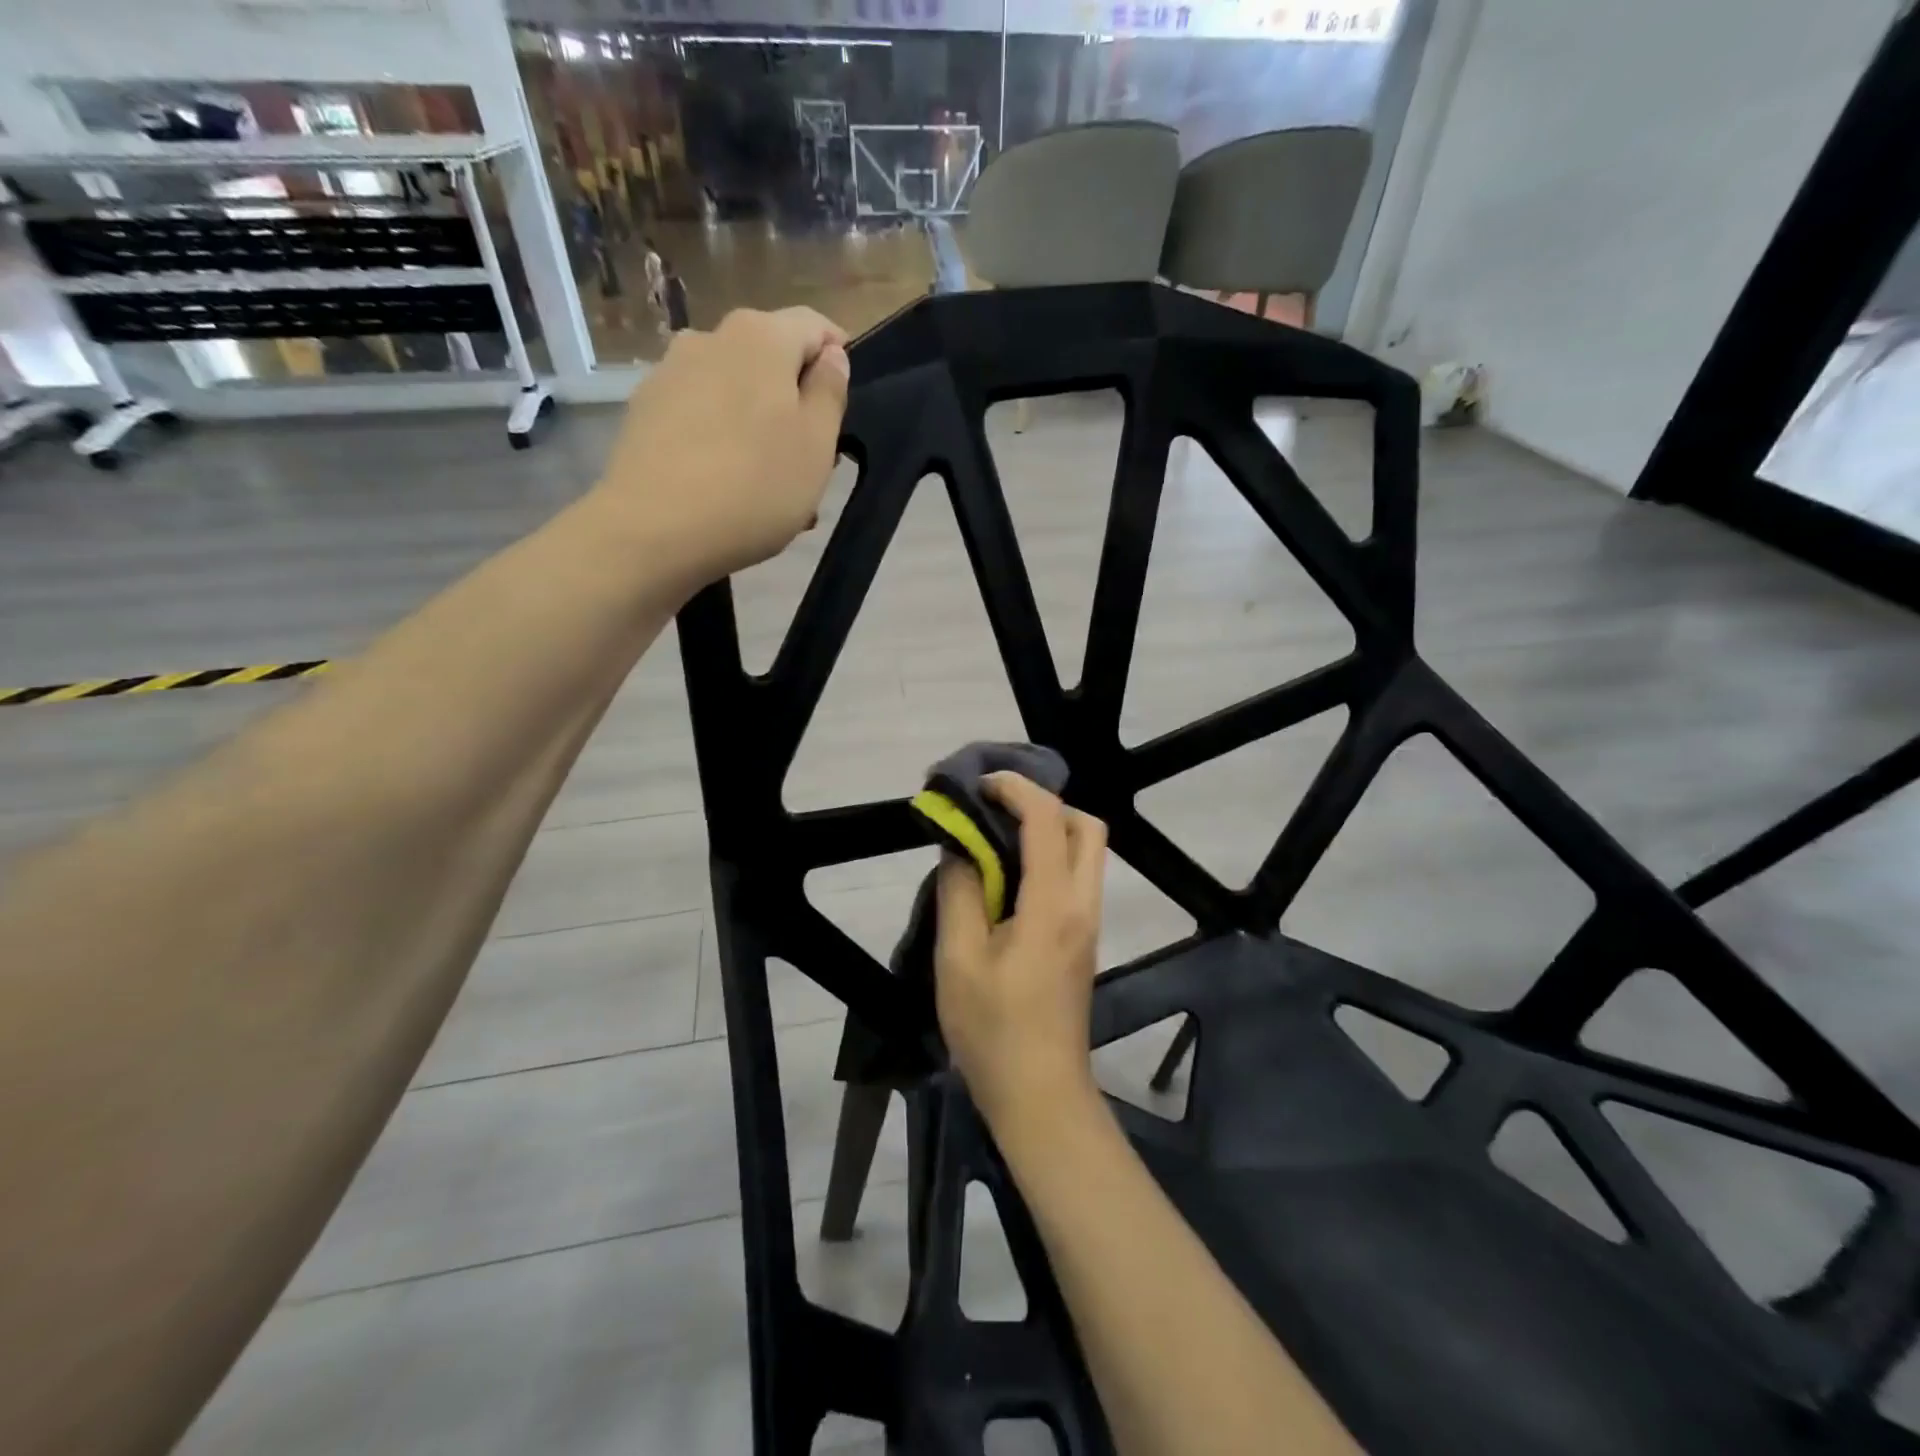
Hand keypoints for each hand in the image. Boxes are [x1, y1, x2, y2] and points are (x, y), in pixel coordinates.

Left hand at [596, 307, 849, 580]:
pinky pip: (701, 417)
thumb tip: (831, 357)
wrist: (654, 530)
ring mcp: (669, 373)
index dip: (838, 359)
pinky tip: (729, 489)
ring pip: (735, 392)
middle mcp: (710, 338)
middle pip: (770, 360)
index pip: (814, 326)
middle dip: (796, 403)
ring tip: (770, 485)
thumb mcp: (817, 445)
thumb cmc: (754, 486)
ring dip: (760, 427)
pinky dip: (723, 441)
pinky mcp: (644, 411)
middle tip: (812, 462)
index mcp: (761, 336)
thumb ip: (830, 392)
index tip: (846, 407)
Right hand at [934, 774, 1107, 1129]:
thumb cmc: (994, 1029)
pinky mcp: (1082, 941)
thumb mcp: (959, 958)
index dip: (1015, 789)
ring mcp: (1088, 923)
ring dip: (1049, 830)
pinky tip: (1008, 877)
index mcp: (1053, 903)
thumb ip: (960, 891)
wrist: (1041, 1095)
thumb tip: (960, 847)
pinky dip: (1049, 857)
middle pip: (1086, 826)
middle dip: (1045, 804)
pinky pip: (1075, 878)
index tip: (979, 784)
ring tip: (996, 838)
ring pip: (1086, 852)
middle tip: (997, 810)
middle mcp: (1082, 904)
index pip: (1047, 819)